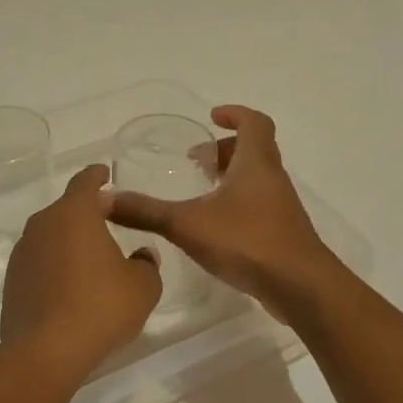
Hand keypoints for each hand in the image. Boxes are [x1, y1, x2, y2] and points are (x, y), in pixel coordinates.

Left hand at [1, 165, 161, 369]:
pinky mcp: (12, 281)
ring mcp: (22, 252)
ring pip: (51, 236)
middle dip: (86, 212)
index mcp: (74, 213)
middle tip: (108, 221)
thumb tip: (142, 254)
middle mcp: (43, 224)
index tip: (105, 173)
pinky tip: (70, 287)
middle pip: (66, 209)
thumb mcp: (142, 286)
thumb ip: (146, 263)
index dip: (97, 175)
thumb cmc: (101, 307)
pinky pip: (39, 262)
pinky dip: (55, 266)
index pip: (85, 182)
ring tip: (91, 259)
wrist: (46, 350)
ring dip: (69, 241)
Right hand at [106, 106, 338, 317]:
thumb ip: (145, 212)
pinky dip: (237, 204)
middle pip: (254, 150)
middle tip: (195, 161)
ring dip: (231, 177)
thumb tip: (102, 199)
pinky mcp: (282, 234)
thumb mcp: (187, 224)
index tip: (212, 118)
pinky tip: (214, 227)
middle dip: (224, 150)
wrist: (300, 287)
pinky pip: (258, 205)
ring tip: (201, 192)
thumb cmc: (247, 241)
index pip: (254, 123)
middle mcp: (272, 179)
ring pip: (257, 179)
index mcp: (256, 163)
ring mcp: (281, 208)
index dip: (235, 115)